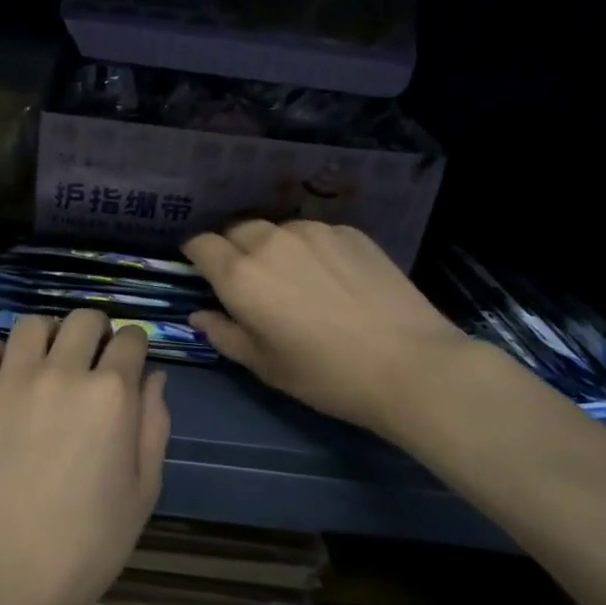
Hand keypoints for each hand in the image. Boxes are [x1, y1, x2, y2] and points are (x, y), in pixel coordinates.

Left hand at [0, 310, 169, 604]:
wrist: (14, 577)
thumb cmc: (92, 541)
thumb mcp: (145, 487)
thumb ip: (155, 423)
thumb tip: (153, 377)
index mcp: (112, 393)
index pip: (130, 338)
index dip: (134, 347)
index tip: (129, 361)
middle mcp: (62, 373)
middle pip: (84, 320)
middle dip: (95, 332)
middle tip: (90, 359)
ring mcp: (10, 382)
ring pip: (31, 325)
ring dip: (47, 337)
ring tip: (45, 364)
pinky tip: (1, 378)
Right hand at [183, 220, 468, 443]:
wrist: (409, 365)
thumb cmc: (325, 375)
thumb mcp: (264, 365)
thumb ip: (224, 334)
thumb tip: (199, 315)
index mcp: (240, 275)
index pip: (201, 244)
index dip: (196, 255)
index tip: (201, 270)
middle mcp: (271, 241)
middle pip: (237, 229)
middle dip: (232, 248)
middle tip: (248, 279)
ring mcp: (314, 232)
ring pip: (278, 229)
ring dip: (272, 247)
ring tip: (294, 277)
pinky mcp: (350, 232)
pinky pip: (315, 234)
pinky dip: (310, 249)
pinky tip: (331, 277)